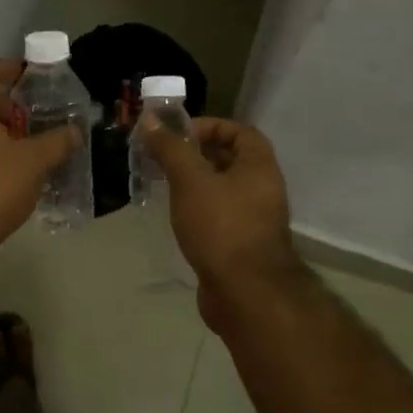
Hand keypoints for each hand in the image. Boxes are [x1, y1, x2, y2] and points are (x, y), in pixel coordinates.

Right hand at [143, 117, 306, 329]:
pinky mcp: (241, 243)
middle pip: (229, 159)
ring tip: (162, 183)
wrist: (245, 293)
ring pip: (221, 188)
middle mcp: (262, 188)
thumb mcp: (190, 180)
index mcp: (259, 166)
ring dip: (194, 182)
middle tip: (162, 158)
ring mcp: (253, 218)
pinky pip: (218, 214)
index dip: (208, 126)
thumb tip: (149, 119)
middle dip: (195, 155)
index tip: (177, 135)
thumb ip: (171, 149)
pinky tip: (175, 214)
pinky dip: (197, 208)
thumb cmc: (221, 227)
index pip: (238, 131)